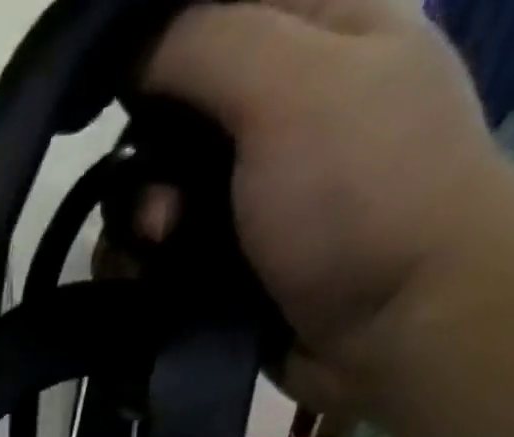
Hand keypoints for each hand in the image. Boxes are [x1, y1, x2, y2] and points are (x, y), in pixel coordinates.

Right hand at [143, 0, 513, 404]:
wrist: (397, 328)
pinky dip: (138, 271)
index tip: (116, 84)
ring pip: (151, 193)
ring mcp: (247, 192)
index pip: (211, 9)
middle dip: (142, 158)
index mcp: (317, 26)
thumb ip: (209, 45)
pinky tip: (144, 286)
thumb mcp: (296, 87)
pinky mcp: (222, 263)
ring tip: (158, 254)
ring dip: (135, 226)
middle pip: (167, 113)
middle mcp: (277, 105)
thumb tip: (131, 47)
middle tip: (161, 204)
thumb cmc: (364, 193)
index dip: (153, 40)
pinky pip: (154, 256)